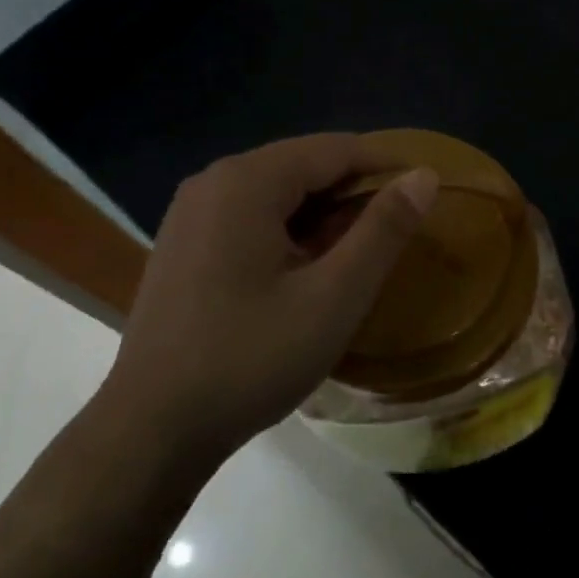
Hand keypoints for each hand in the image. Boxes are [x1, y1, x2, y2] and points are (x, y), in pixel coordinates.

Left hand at [102, 134, 437, 464]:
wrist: (152, 428)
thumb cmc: (250, 359)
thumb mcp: (333, 297)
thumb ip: (382, 231)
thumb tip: (424, 176)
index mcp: (247, 181)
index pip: (334, 149)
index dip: (386, 166)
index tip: (426, 193)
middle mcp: (213, 181)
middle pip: (302, 166)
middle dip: (353, 192)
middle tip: (396, 233)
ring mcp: (191, 212)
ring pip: (276, 192)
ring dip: (322, 214)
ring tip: (358, 254)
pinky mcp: (183, 243)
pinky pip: (249, 216)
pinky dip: (288, 231)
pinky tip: (305, 270)